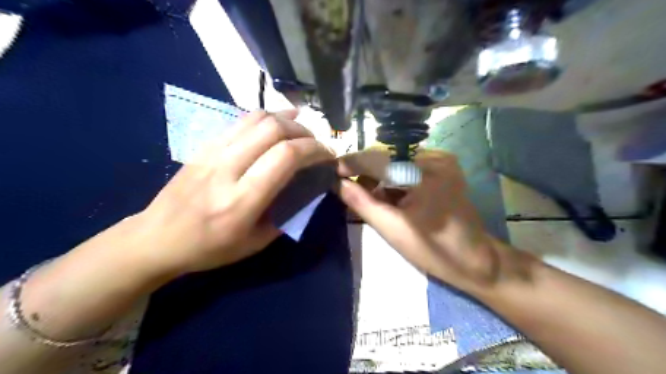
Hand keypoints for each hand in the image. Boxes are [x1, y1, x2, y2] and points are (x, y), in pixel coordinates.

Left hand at [131, 110, 334, 274]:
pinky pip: (241, 121)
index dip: (314, 150)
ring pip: (257, 119)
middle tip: (316, 146)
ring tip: (301, 133)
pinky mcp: (205, 145)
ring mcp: (213, 152)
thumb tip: (308, 190)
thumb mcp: (256, 243)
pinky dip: (267, 117)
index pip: (286, 157)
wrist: (156, 238)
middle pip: (274, 130)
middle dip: (304, 133)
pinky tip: (279, 121)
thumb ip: (286, 215)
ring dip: (287, 121)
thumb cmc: (210, 248)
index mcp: (242, 200)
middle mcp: (227, 169)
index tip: (328, 156)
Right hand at [341, 150, 501, 291]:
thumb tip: (336, 183)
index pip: (379, 159)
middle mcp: (435, 157)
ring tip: (369, 198)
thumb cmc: (434, 250)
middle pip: (388, 158)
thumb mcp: (392, 229)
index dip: (352, 163)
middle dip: (365, 173)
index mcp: (426, 171)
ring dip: (378, 177)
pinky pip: (407, 167)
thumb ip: (362, 203)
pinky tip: (388, 197)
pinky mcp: (443, 168)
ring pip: (396, 162)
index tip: (330, 171)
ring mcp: (441, 161)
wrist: (475, 260)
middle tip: (347, 189)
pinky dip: (393, 180)